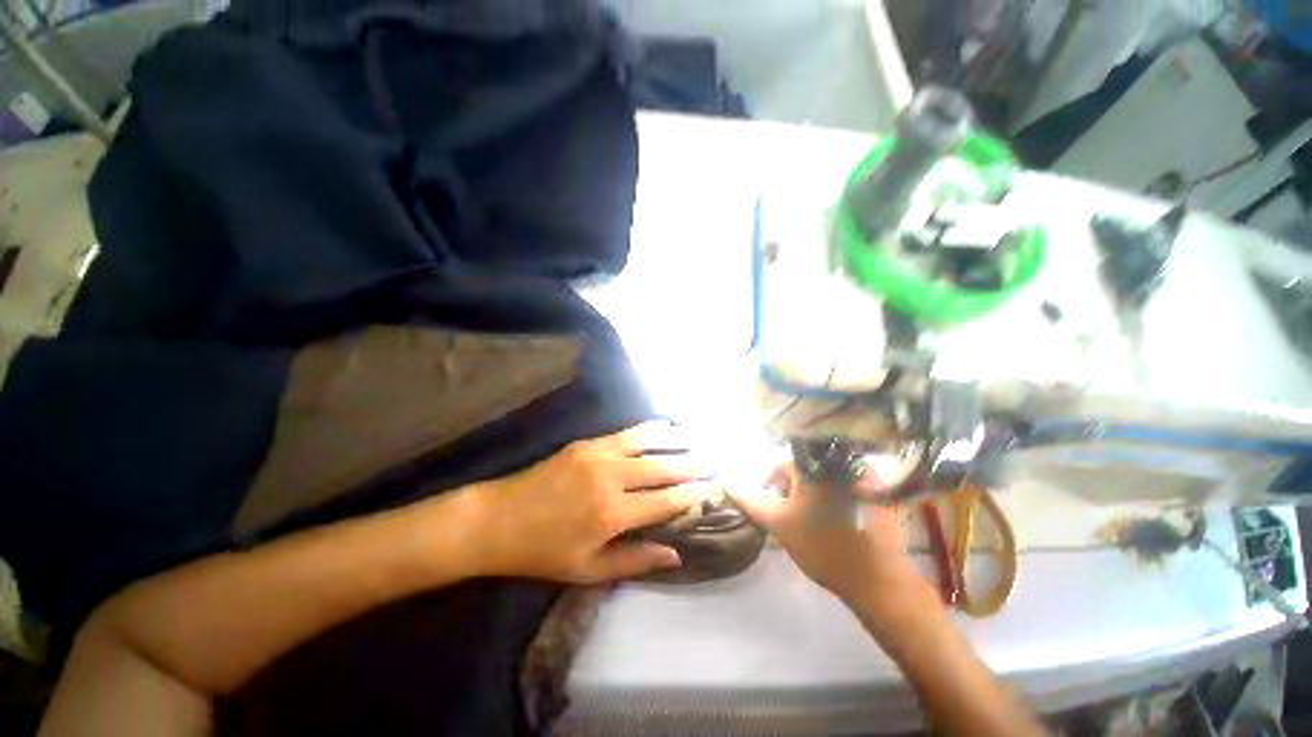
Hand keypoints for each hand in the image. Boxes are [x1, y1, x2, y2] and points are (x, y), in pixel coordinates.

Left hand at [458, 421, 714, 583]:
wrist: (498, 520)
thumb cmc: (543, 551)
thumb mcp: (588, 569)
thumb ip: (635, 561)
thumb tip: (675, 554)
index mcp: (612, 514)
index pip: (665, 501)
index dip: (691, 494)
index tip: (712, 488)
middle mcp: (610, 478)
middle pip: (661, 468)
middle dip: (690, 465)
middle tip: (711, 461)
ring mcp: (598, 455)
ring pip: (646, 442)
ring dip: (674, 440)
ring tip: (695, 438)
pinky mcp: (587, 443)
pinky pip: (625, 433)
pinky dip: (648, 429)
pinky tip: (662, 426)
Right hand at [728, 464, 938, 618]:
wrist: (879, 581)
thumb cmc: (823, 547)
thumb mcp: (777, 522)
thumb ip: (748, 499)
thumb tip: (724, 480)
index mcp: (814, 461)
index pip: (780, 463)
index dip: (770, 484)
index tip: (770, 507)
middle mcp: (838, 458)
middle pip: (801, 468)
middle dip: (789, 491)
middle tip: (789, 518)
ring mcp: (861, 472)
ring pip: (821, 476)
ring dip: (809, 494)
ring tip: (808, 522)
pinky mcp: (876, 489)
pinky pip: (841, 483)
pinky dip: (830, 496)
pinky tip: (831, 521)